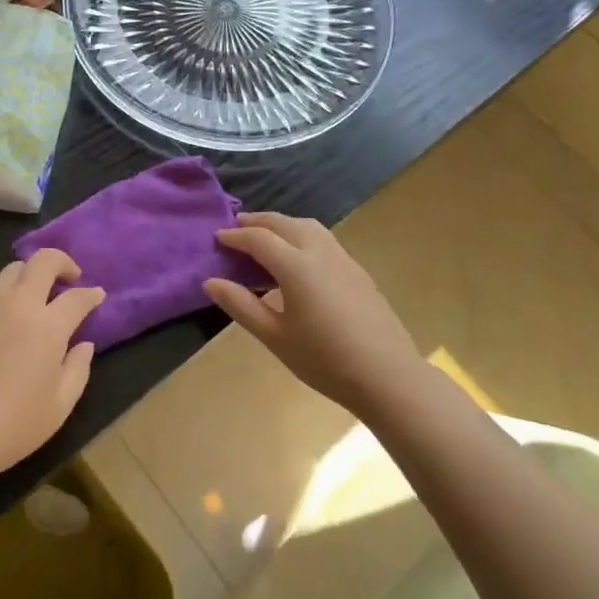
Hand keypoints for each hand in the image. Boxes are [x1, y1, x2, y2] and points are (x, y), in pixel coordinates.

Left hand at [0, 250, 103, 488]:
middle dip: (62, 262)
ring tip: (34, 295)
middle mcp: (18, 304)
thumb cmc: (12, 425)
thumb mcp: (60, 406)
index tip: (97, 296)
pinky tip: (2, 315)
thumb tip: (84, 344)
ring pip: (12, 270)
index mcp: (47, 326)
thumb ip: (78, 368)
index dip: (91, 294)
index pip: (77, 297)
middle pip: (43, 261)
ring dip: (30, 275)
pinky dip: (2, 293)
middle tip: (69, 279)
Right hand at [204, 213, 419, 418]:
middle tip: (236, 228)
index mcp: (296, 266)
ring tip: (265, 237)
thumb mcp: (275, 337)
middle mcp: (319, 252)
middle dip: (258, 222)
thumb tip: (211, 281)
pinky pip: (323, 239)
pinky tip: (297, 259)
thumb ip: (241, 305)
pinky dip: (301, 236)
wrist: (388, 376)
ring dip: (282, 224)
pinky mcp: (357, 270)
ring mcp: (343, 259)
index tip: (217, 238)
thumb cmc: (325, 360)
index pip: (258, 238)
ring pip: (307, 227)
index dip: (235, 236)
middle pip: (284, 223)